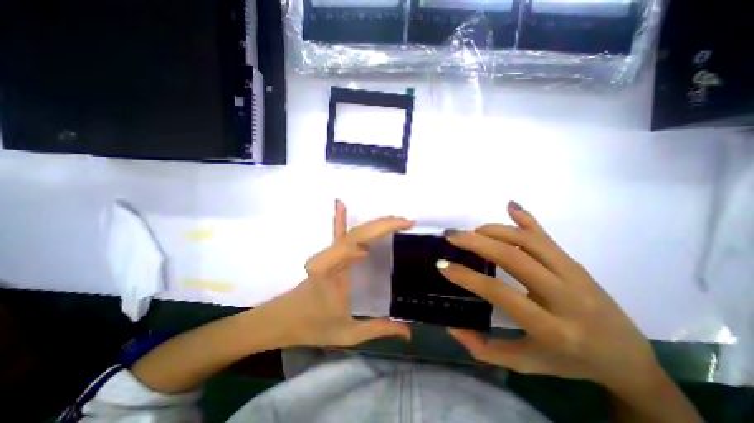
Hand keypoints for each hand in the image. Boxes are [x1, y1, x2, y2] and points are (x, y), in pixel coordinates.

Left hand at [270, 201, 411, 346]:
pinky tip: (341, 204)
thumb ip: (378, 329)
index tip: (405, 226)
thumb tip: (409, 332)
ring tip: (395, 220)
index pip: (359, 241)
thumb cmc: (311, 326)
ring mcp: (328, 254)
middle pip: (358, 232)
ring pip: (352, 232)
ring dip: (375, 224)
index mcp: (331, 269)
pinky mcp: (328, 255)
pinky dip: (340, 218)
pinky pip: (337, 234)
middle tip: (407, 221)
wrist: (281, 321)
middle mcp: (328, 256)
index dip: (381, 229)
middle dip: (384, 223)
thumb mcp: (348, 333)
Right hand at [440, 202, 660, 389]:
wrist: (629, 359)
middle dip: (477, 242)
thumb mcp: (525, 364)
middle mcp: (566, 296)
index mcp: (553, 329)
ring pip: (529, 241)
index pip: (501, 293)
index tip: (443, 265)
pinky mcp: (576, 263)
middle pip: (514, 257)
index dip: (468, 277)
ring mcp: (574, 274)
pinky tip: (510, 206)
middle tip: (451, 235)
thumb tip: (452, 325)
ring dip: (495, 230)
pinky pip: (546, 237)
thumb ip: (484, 349)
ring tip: (472, 231)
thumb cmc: (570, 363)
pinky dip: (526, 219)